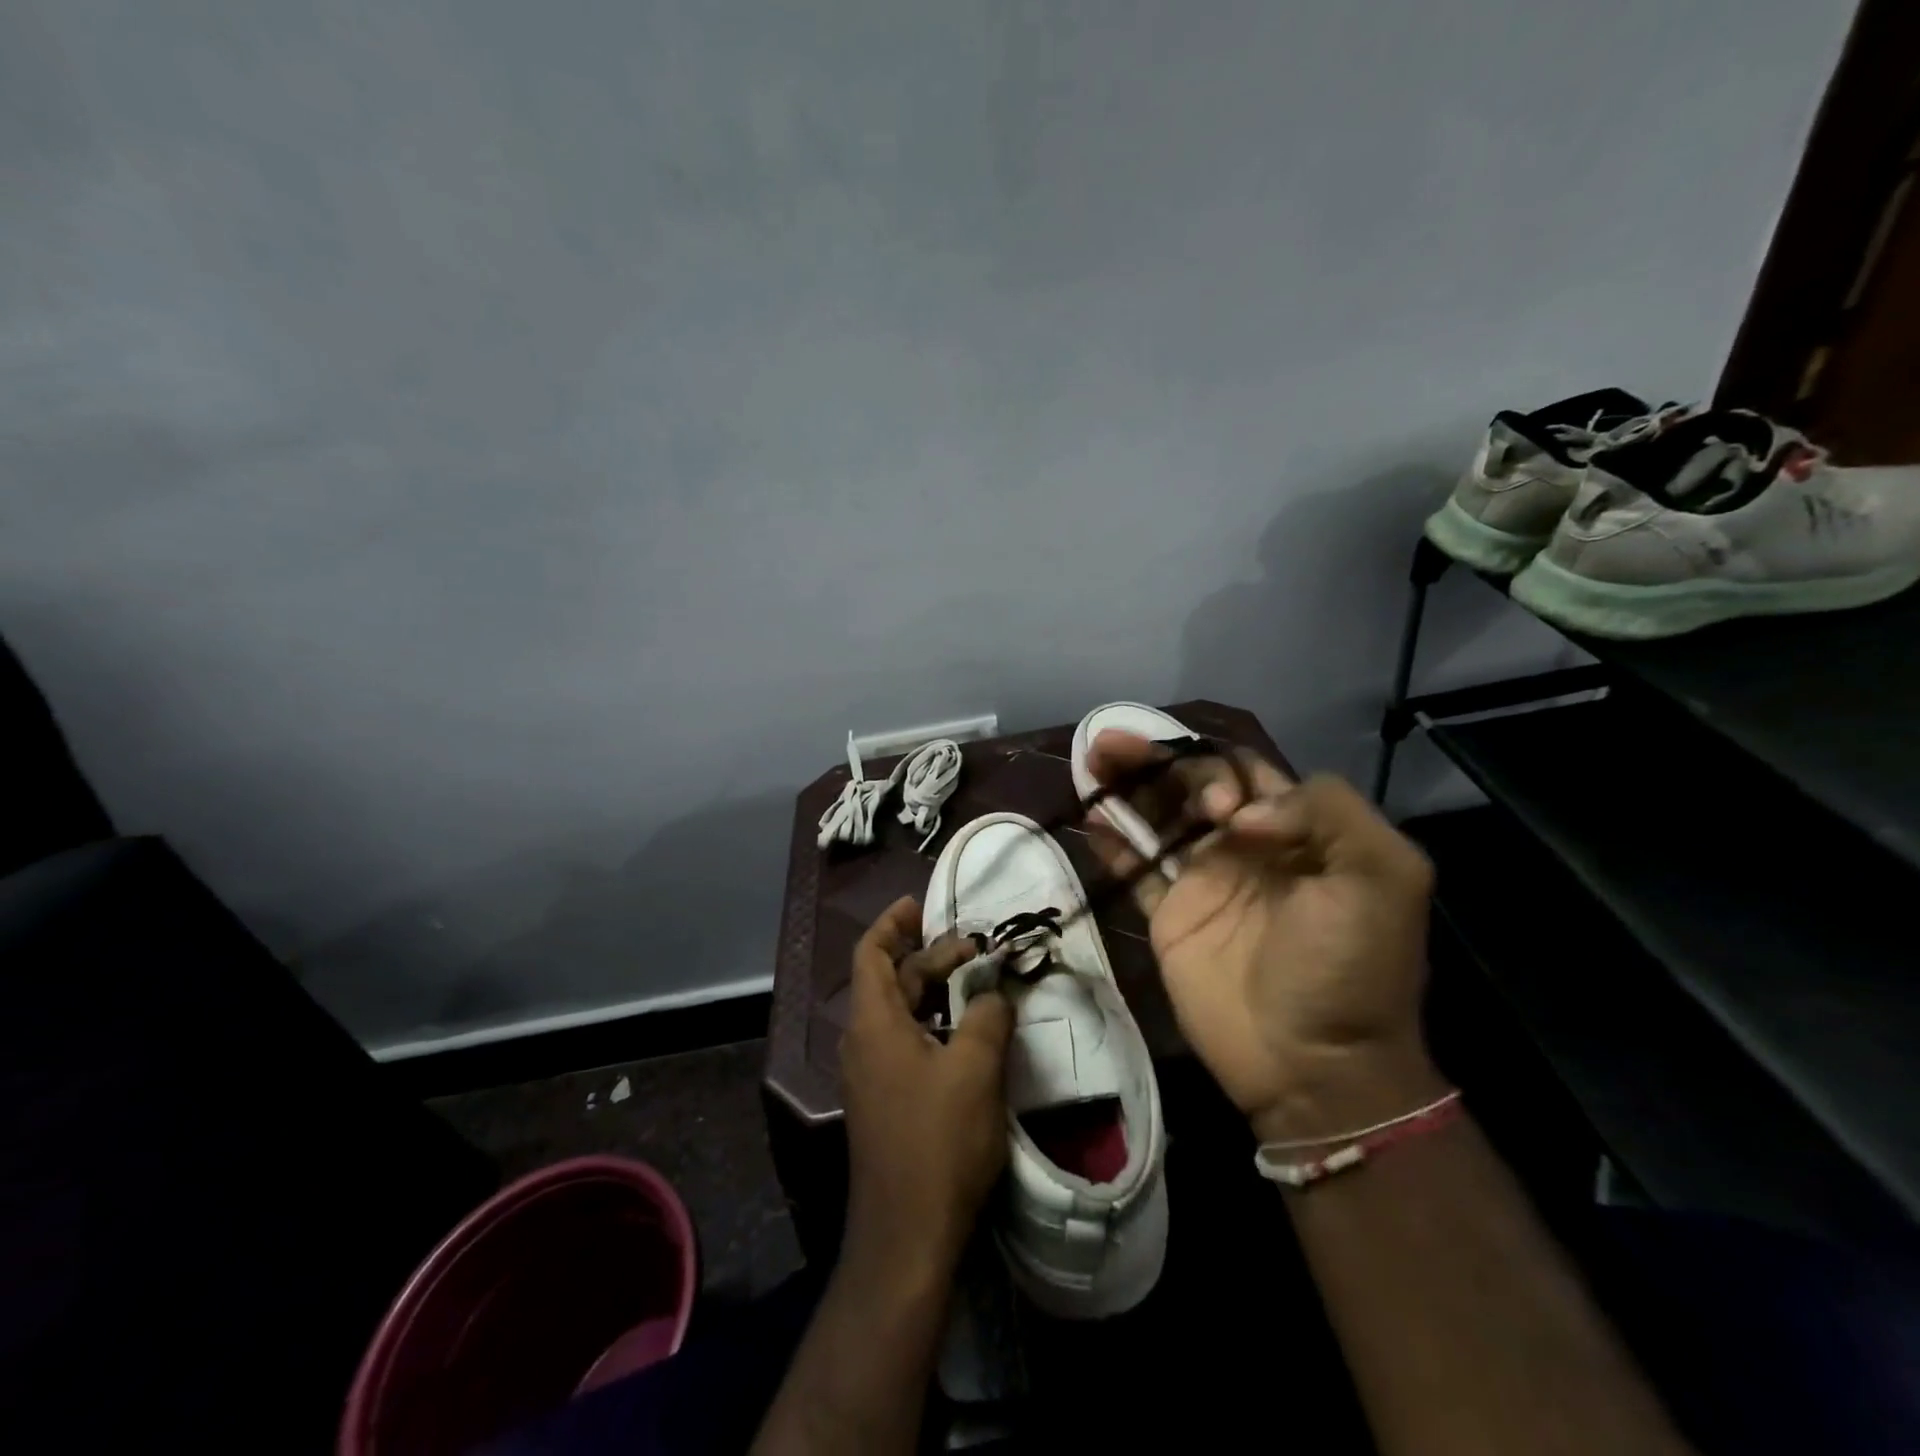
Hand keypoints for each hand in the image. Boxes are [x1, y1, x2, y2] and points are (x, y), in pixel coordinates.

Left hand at [839, 897, 1013, 1276]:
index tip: (918, 904)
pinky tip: (967, 1034)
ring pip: (900, 1013)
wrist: (907, 1236)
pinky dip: (933, 1024)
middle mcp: (863, 1042)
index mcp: (873, 1022)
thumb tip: (991, 994)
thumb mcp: (974, 1068)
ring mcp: (871, 1075)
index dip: (892, 923)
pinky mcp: (885, 1102)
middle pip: (891, 980)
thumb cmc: (938, 1141)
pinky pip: (905, 1043)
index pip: (871, 953)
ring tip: (975, 983)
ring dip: (933, 992)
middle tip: (974, 948)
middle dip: (929, 957)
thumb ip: (986, 1017)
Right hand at [1084, 732, 1443, 1141]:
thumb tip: (1239, 814)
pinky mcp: (1169, 918)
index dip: (1217, 769)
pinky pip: (1135, 870)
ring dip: (1123, 786)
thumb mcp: (1383, 876)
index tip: (1216, 808)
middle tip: (1110, 743)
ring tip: (1090, 761)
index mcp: (1294, 831)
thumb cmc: (1351, 966)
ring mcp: (1202, 883)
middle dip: (1152, 758)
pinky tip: (1091, 818)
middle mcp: (1243, 847)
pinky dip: (1112, 842)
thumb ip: (1327, 812)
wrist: (1315, 1065)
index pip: (1242, 771)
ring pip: (1156, 819)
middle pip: (1188, 786)